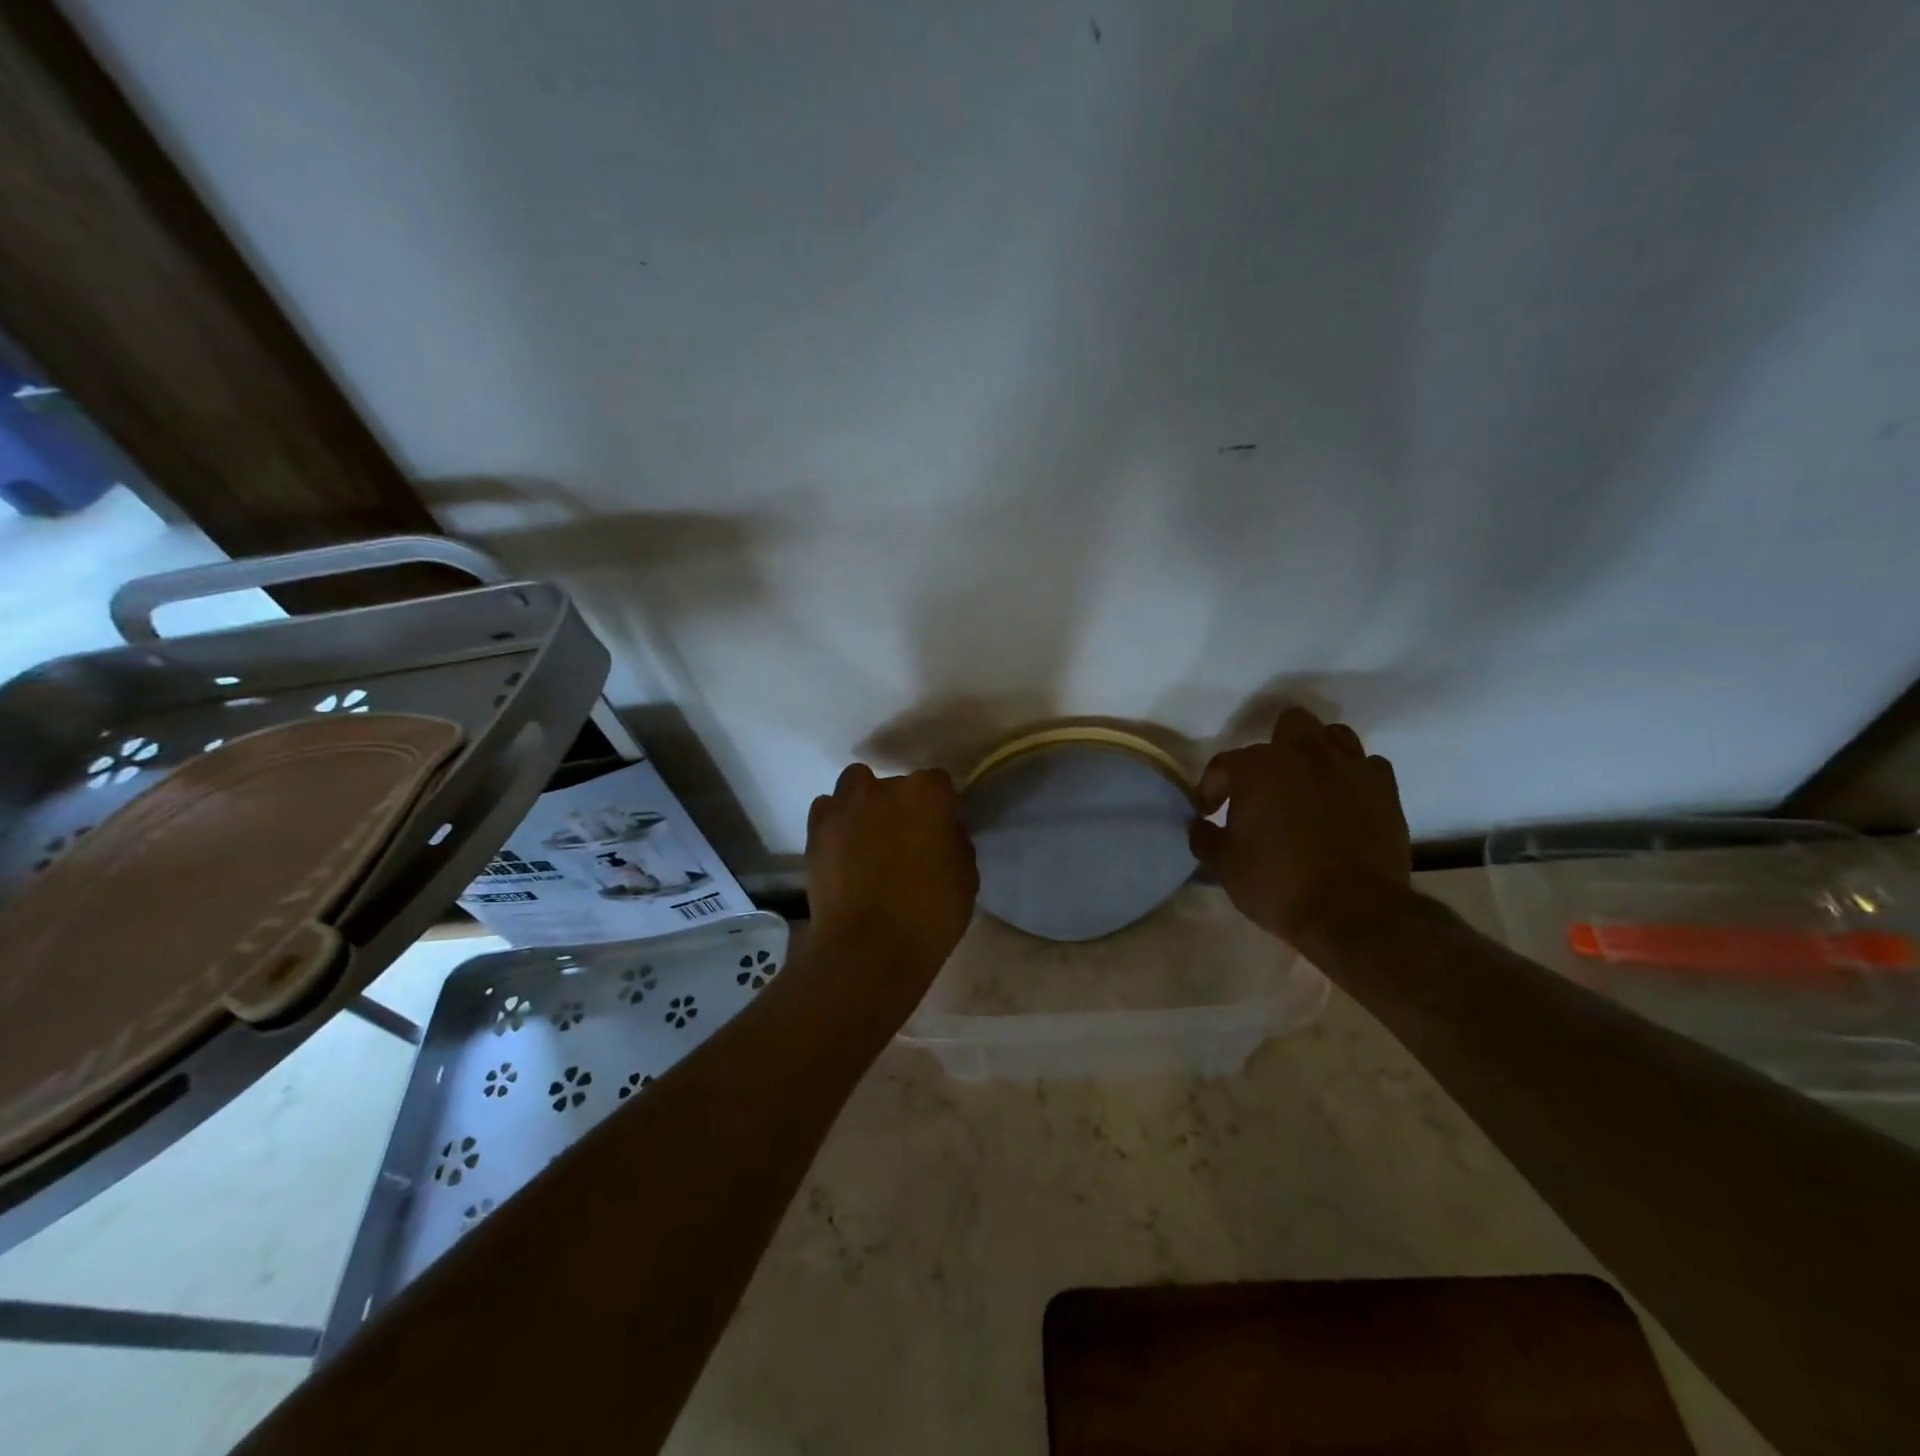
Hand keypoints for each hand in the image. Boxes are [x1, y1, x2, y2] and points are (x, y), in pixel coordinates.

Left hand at [806, 763, 978, 1025]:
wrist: (868, 949)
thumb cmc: (929, 915)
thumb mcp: (966, 878)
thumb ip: (956, 843)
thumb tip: (943, 833)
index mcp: (928, 794)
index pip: (939, 784)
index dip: (941, 809)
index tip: (941, 833)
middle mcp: (884, 787)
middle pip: (897, 785)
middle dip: (903, 806)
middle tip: (905, 841)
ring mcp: (845, 805)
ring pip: (856, 785)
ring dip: (865, 803)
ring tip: (869, 837)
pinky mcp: (816, 829)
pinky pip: (828, 809)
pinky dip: (836, 821)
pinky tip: (843, 848)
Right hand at [1188, 708, 1410, 948]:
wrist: (1353, 913)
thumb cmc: (1278, 884)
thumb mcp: (1224, 866)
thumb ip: (1205, 838)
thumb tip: (1200, 825)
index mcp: (1257, 768)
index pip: (1223, 764)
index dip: (1212, 788)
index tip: (1210, 813)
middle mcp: (1304, 754)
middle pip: (1289, 724)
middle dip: (1275, 747)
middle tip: (1267, 783)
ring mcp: (1350, 767)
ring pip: (1334, 736)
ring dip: (1318, 754)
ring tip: (1309, 784)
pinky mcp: (1386, 789)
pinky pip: (1369, 766)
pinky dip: (1355, 778)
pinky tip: (1346, 801)